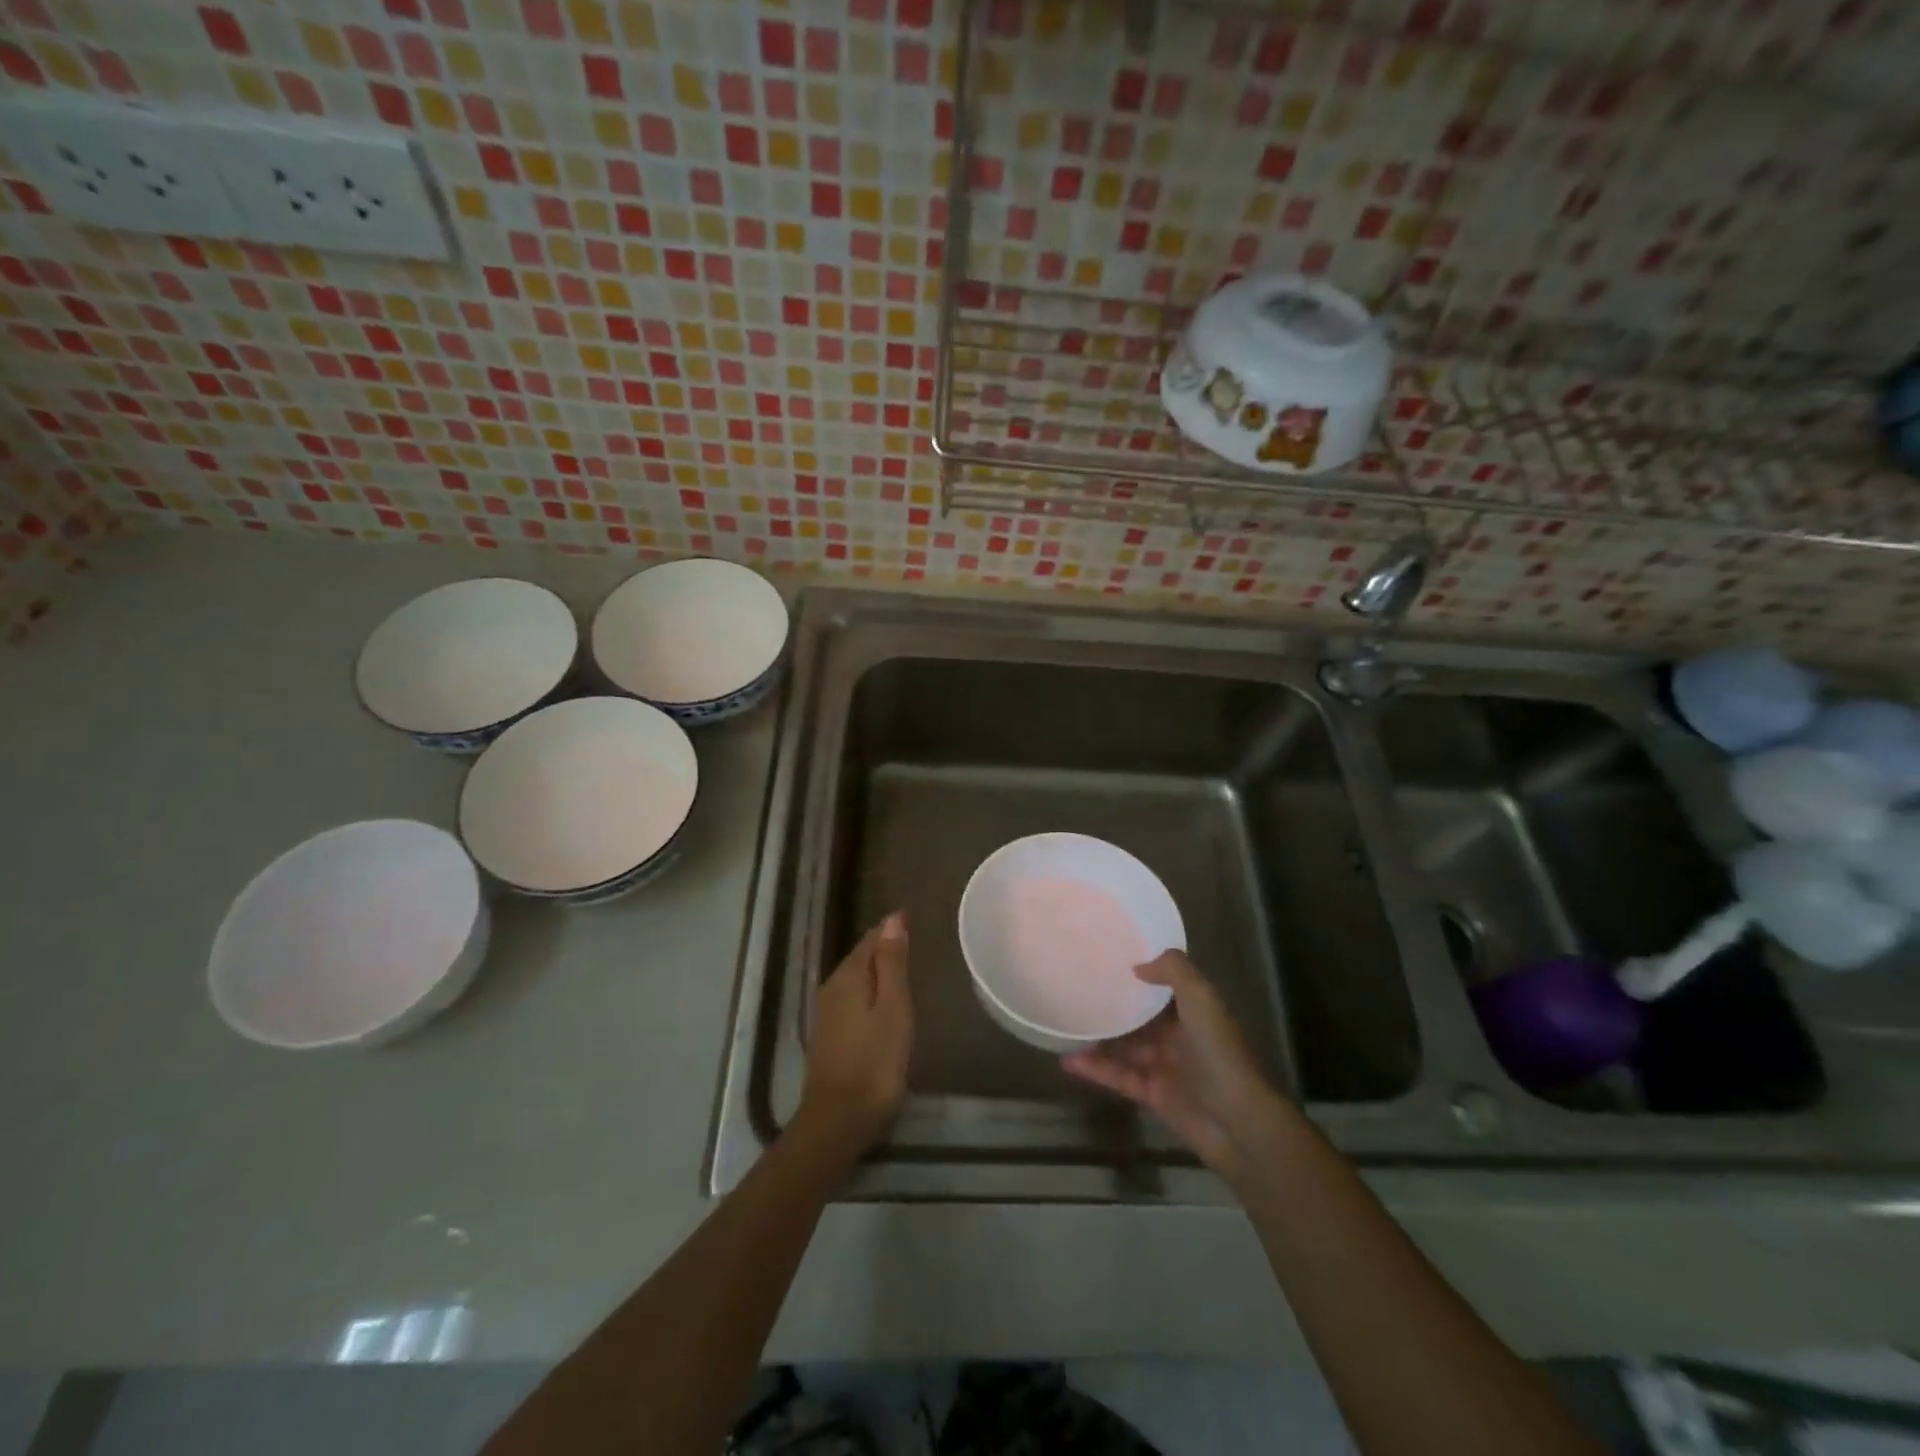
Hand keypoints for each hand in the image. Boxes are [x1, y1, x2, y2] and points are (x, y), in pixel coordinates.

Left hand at [797, 912, 913, 1154]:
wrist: (839, 1119)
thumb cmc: (876, 1061)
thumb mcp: (894, 1008)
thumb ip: (892, 963)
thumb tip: (892, 918)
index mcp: (849, 976)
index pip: (871, 939)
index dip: (892, 929)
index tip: (913, 921)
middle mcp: (832, 987)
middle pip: (860, 958)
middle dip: (883, 948)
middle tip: (911, 943)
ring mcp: (826, 1013)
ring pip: (854, 980)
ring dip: (876, 972)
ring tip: (902, 971)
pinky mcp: (827, 1036)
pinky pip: (850, 1000)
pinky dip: (868, 994)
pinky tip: (881, 1006)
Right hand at [1062, 950, 1285, 1180]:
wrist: (1236, 1120)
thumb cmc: (1219, 1052)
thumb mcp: (1201, 998)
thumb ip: (1173, 971)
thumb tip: (1138, 965)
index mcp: (1193, 1011)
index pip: (1163, 986)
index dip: (1139, 971)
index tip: (1106, 956)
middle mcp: (1178, 1036)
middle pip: (1139, 1016)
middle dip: (1112, 1004)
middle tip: (1075, 987)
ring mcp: (1163, 1066)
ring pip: (1124, 1046)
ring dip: (1097, 1037)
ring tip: (1064, 1024)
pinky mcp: (1151, 1094)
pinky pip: (1118, 1076)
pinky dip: (1095, 1069)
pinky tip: (1068, 1060)